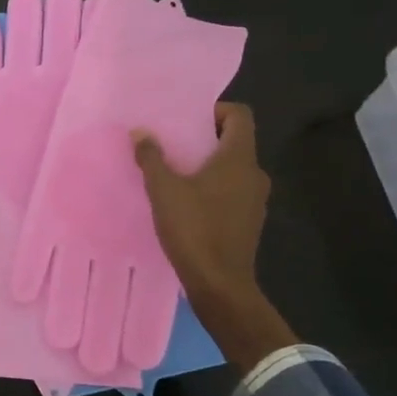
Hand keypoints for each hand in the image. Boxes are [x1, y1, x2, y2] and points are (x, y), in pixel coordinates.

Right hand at [133, 103, 295, 372]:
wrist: (220, 284)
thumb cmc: (194, 229)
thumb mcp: (164, 191)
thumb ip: (152, 158)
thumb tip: (140, 132)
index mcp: (239, 158)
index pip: (239, 115)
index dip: (215, 111)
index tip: (187, 121)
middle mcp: (254, 173)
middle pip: (235, 141)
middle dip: (205, 139)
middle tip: (173, 145)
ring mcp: (256, 199)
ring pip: (233, 168)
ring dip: (208, 166)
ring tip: (176, 175)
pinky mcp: (249, 221)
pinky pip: (233, 191)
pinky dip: (214, 188)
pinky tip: (187, 203)